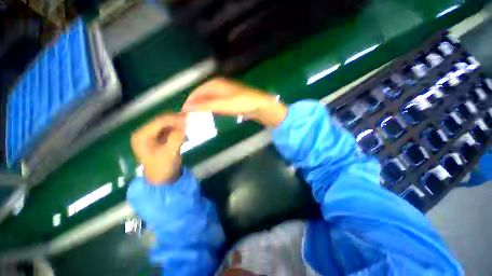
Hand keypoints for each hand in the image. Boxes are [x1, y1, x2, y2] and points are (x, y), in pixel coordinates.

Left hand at [131, 114, 185, 184]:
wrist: (162, 179)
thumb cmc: (163, 167)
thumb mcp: (170, 152)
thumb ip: (177, 136)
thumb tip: (185, 123)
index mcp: (142, 136)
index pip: (159, 122)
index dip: (174, 119)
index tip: (188, 119)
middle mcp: (144, 133)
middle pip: (162, 121)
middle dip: (176, 120)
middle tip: (190, 119)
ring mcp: (151, 136)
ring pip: (166, 124)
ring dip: (178, 123)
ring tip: (189, 123)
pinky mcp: (158, 139)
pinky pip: (169, 130)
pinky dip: (177, 128)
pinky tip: (185, 129)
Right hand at [183, 78, 287, 127]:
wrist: (259, 105)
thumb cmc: (242, 102)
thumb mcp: (222, 104)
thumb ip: (205, 105)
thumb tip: (188, 107)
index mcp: (215, 84)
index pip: (197, 91)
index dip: (190, 101)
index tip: (184, 111)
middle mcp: (219, 86)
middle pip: (203, 95)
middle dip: (195, 104)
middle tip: (189, 115)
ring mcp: (225, 93)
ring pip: (209, 99)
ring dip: (203, 107)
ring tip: (196, 116)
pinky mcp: (230, 100)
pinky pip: (216, 103)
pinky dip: (211, 108)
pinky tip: (209, 114)